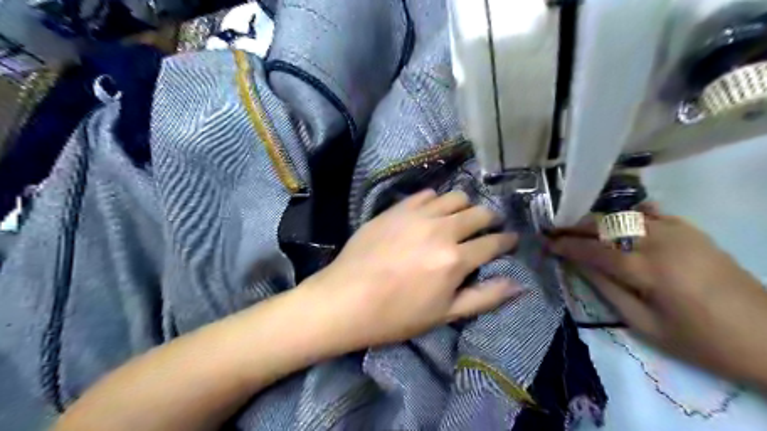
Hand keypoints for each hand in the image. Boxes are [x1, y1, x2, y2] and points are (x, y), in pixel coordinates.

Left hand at [303, 191, 525, 347]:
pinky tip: (432, 211)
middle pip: (478, 213)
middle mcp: (441, 230)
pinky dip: (436, 201)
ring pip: (455, 197)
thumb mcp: (444, 314)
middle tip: (488, 226)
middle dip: (490, 219)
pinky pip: (426, 194)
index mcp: (455, 259)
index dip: (507, 240)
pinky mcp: (397, 209)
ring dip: (465, 206)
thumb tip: (518, 285)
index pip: (493, 242)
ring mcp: (417, 215)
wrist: (345, 299)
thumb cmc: (395, 315)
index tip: (510, 239)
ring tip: (460, 217)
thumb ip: (484, 297)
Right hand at [549, 210, 766, 385]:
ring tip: (579, 227)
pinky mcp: (694, 231)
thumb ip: (608, 290)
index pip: (594, 250)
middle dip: (576, 227)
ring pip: (626, 215)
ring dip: (598, 220)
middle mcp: (661, 242)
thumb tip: (579, 265)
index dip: (566, 245)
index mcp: (648, 270)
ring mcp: (680, 232)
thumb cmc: (701, 341)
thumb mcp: (646, 325)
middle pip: (607, 225)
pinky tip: (619, 220)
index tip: (546, 243)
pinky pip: (654, 213)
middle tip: (554, 229)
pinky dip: (630, 214)